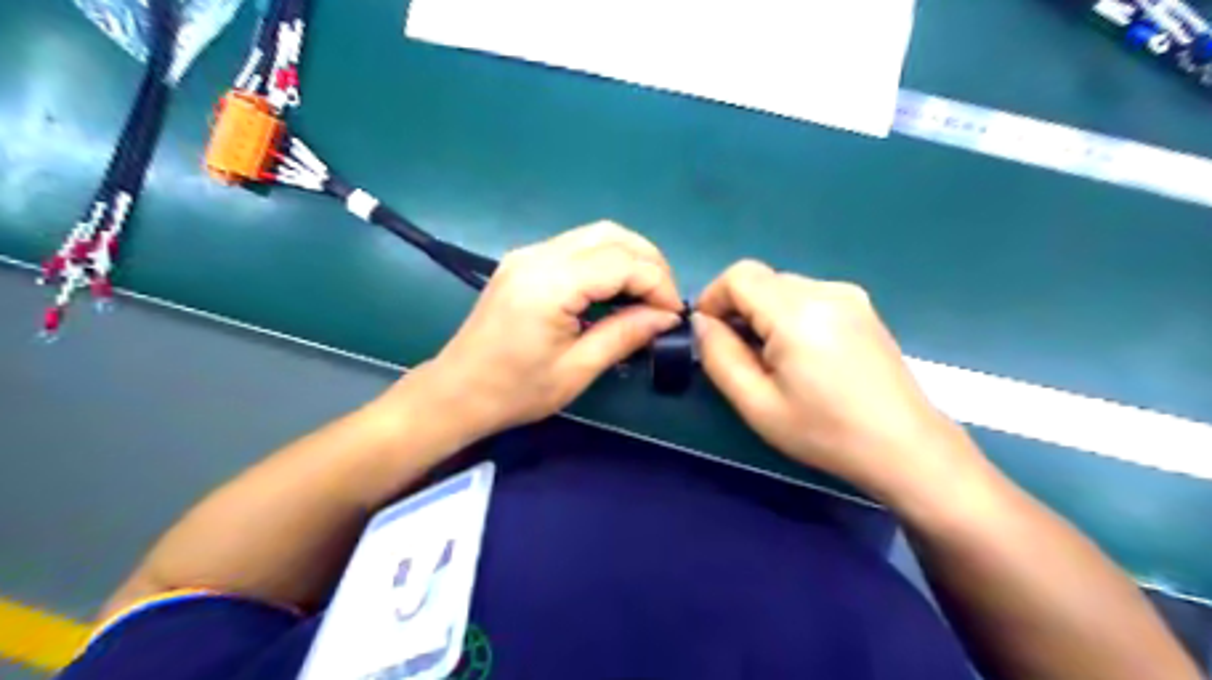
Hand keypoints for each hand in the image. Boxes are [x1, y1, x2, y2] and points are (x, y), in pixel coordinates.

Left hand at [398, 219, 680, 436]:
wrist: (455, 392)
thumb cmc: (515, 391)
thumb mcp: (577, 370)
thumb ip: (625, 335)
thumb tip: (666, 317)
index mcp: (550, 284)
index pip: (621, 262)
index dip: (657, 283)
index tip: (673, 315)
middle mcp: (538, 256)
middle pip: (611, 235)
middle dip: (649, 263)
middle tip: (664, 301)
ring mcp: (528, 254)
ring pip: (595, 234)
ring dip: (630, 258)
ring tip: (646, 294)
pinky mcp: (523, 261)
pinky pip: (576, 246)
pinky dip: (606, 260)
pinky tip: (615, 289)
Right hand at [690, 260, 983, 498]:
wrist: (905, 447)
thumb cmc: (825, 432)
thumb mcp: (757, 404)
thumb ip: (719, 356)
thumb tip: (702, 322)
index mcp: (797, 312)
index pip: (739, 276)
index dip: (713, 298)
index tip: (708, 334)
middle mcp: (825, 290)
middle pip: (762, 279)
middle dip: (738, 309)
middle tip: (739, 355)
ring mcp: (849, 296)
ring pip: (784, 287)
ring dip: (764, 313)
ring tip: (772, 359)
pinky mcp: (863, 307)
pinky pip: (809, 297)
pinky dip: (789, 315)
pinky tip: (802, 355)